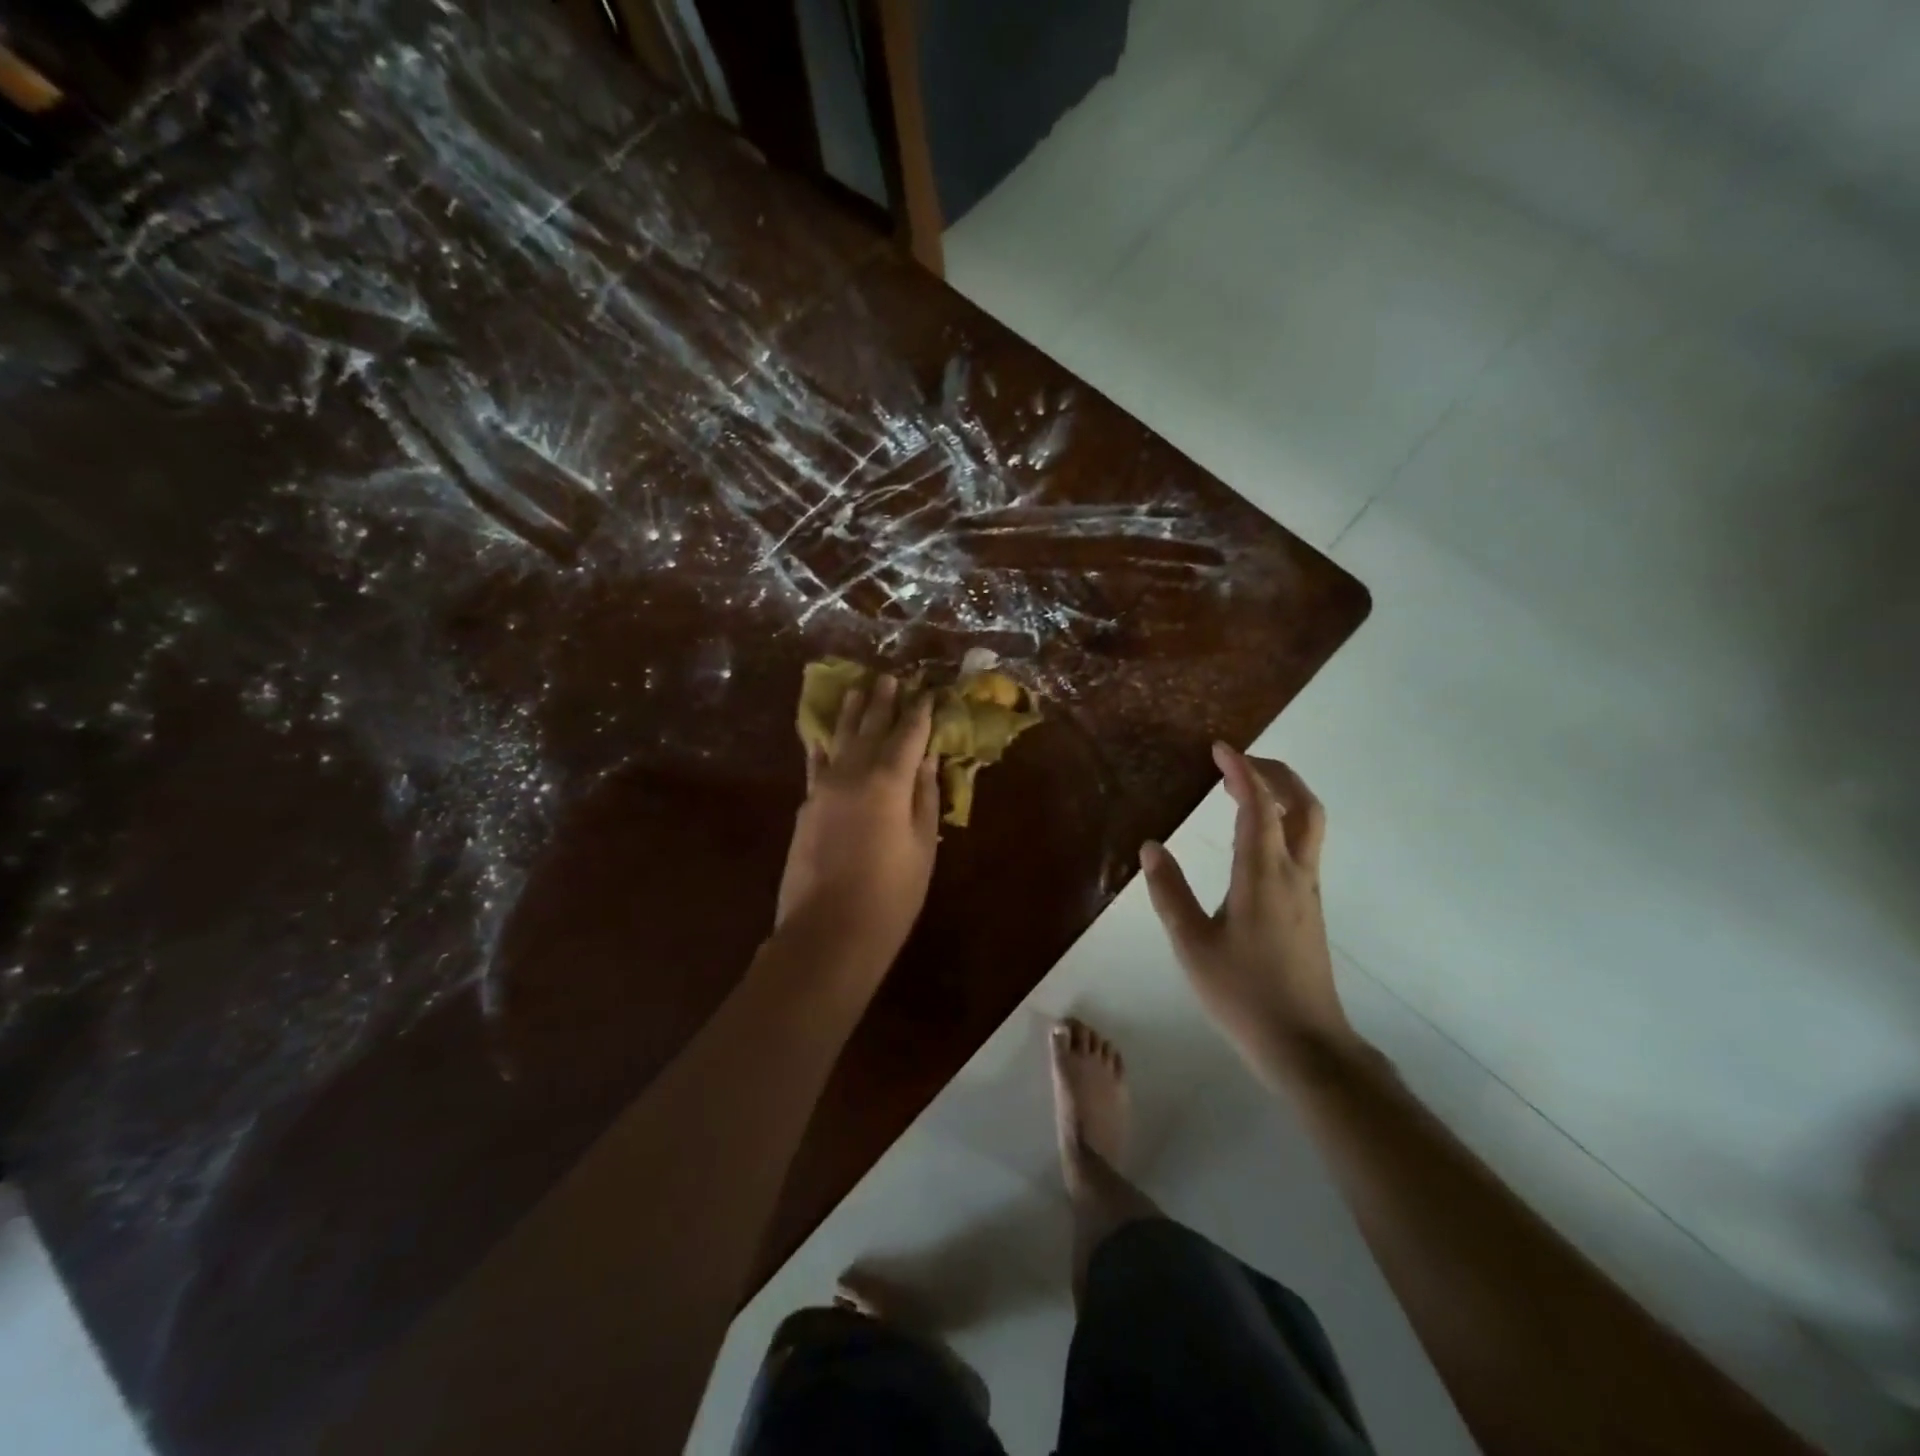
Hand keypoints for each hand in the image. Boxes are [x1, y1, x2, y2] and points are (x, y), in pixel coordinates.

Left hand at [775, 674, 939, 973]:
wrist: (829, 932)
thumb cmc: (891, 895)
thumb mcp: (922, 846)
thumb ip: (925, 796)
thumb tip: (928, 759)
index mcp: (888, 781)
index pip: (908, 735)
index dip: (919, 712)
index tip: (927, 691)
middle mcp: (853, 774)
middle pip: (870, 728)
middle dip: (882, 702)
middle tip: (889, 677)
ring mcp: (823, 788)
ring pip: (838, 740)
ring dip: (850, 714)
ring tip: (856, 689)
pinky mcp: (806, 807)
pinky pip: (815, 765)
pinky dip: (821, 747)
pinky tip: (820, 735)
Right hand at [1140, 743, 1357, 1081]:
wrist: (1304, 1044)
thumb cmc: (1242, 993)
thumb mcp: (1191, 944)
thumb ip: (1169, 892)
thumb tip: (1151, 846)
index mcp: (1263, 876)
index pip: (1259, 806)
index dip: (1241, 770)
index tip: (1219, 748)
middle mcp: (1295, 873)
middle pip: (1302, 804)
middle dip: (1274, 773)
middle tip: (1238, 762)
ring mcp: (1309, 891)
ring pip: (1310, 824)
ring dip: (1283, 795)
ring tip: (1245, 790)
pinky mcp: (1311, 907)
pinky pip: (1304, 845)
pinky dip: (1285, 820)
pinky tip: (1256, 836)